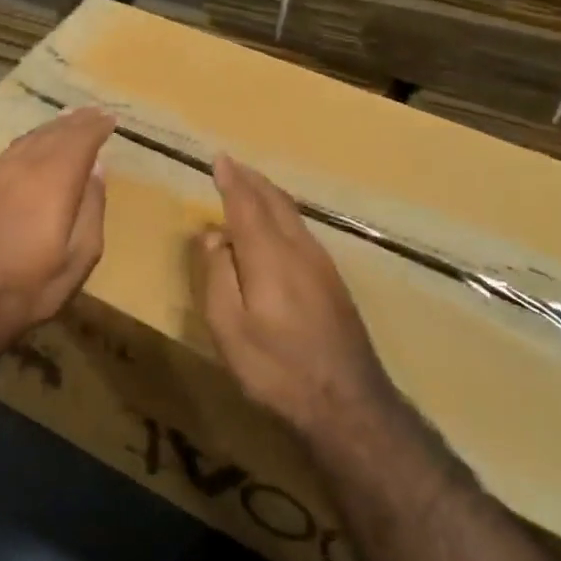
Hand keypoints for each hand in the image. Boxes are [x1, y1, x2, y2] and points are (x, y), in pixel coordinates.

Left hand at [0, 107, 115, 351]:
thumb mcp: (80, 257)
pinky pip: (10, 150)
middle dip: (76, 121)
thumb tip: (97, 168)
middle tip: (93, 112)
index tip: (110, 118)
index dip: (96, 127)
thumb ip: (92, 207)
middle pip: (53, 133)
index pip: (79, 140)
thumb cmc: (31, 286)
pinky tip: (33, 144)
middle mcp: (22, 166)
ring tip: (67, 120)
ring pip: (28, 138)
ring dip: (51, 127)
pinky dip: (29, 141)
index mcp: (53, 180)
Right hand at [199, 154, 398, 442]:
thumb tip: (214, 235)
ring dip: (270, 195)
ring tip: (253, 187)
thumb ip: (218, 274)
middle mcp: (299, 249)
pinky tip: (280, 226)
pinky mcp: (334, 282)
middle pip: (275, 202)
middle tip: (234, 164)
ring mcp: (322, 264)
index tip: (219, 159)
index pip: (245, 204)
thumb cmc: (276, 367)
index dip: (231, 180)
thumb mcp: (228, 327)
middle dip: (252, 180)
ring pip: (293, 215)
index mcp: (269, 255)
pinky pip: (303, 231)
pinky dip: (284, 215)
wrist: (347, 401)